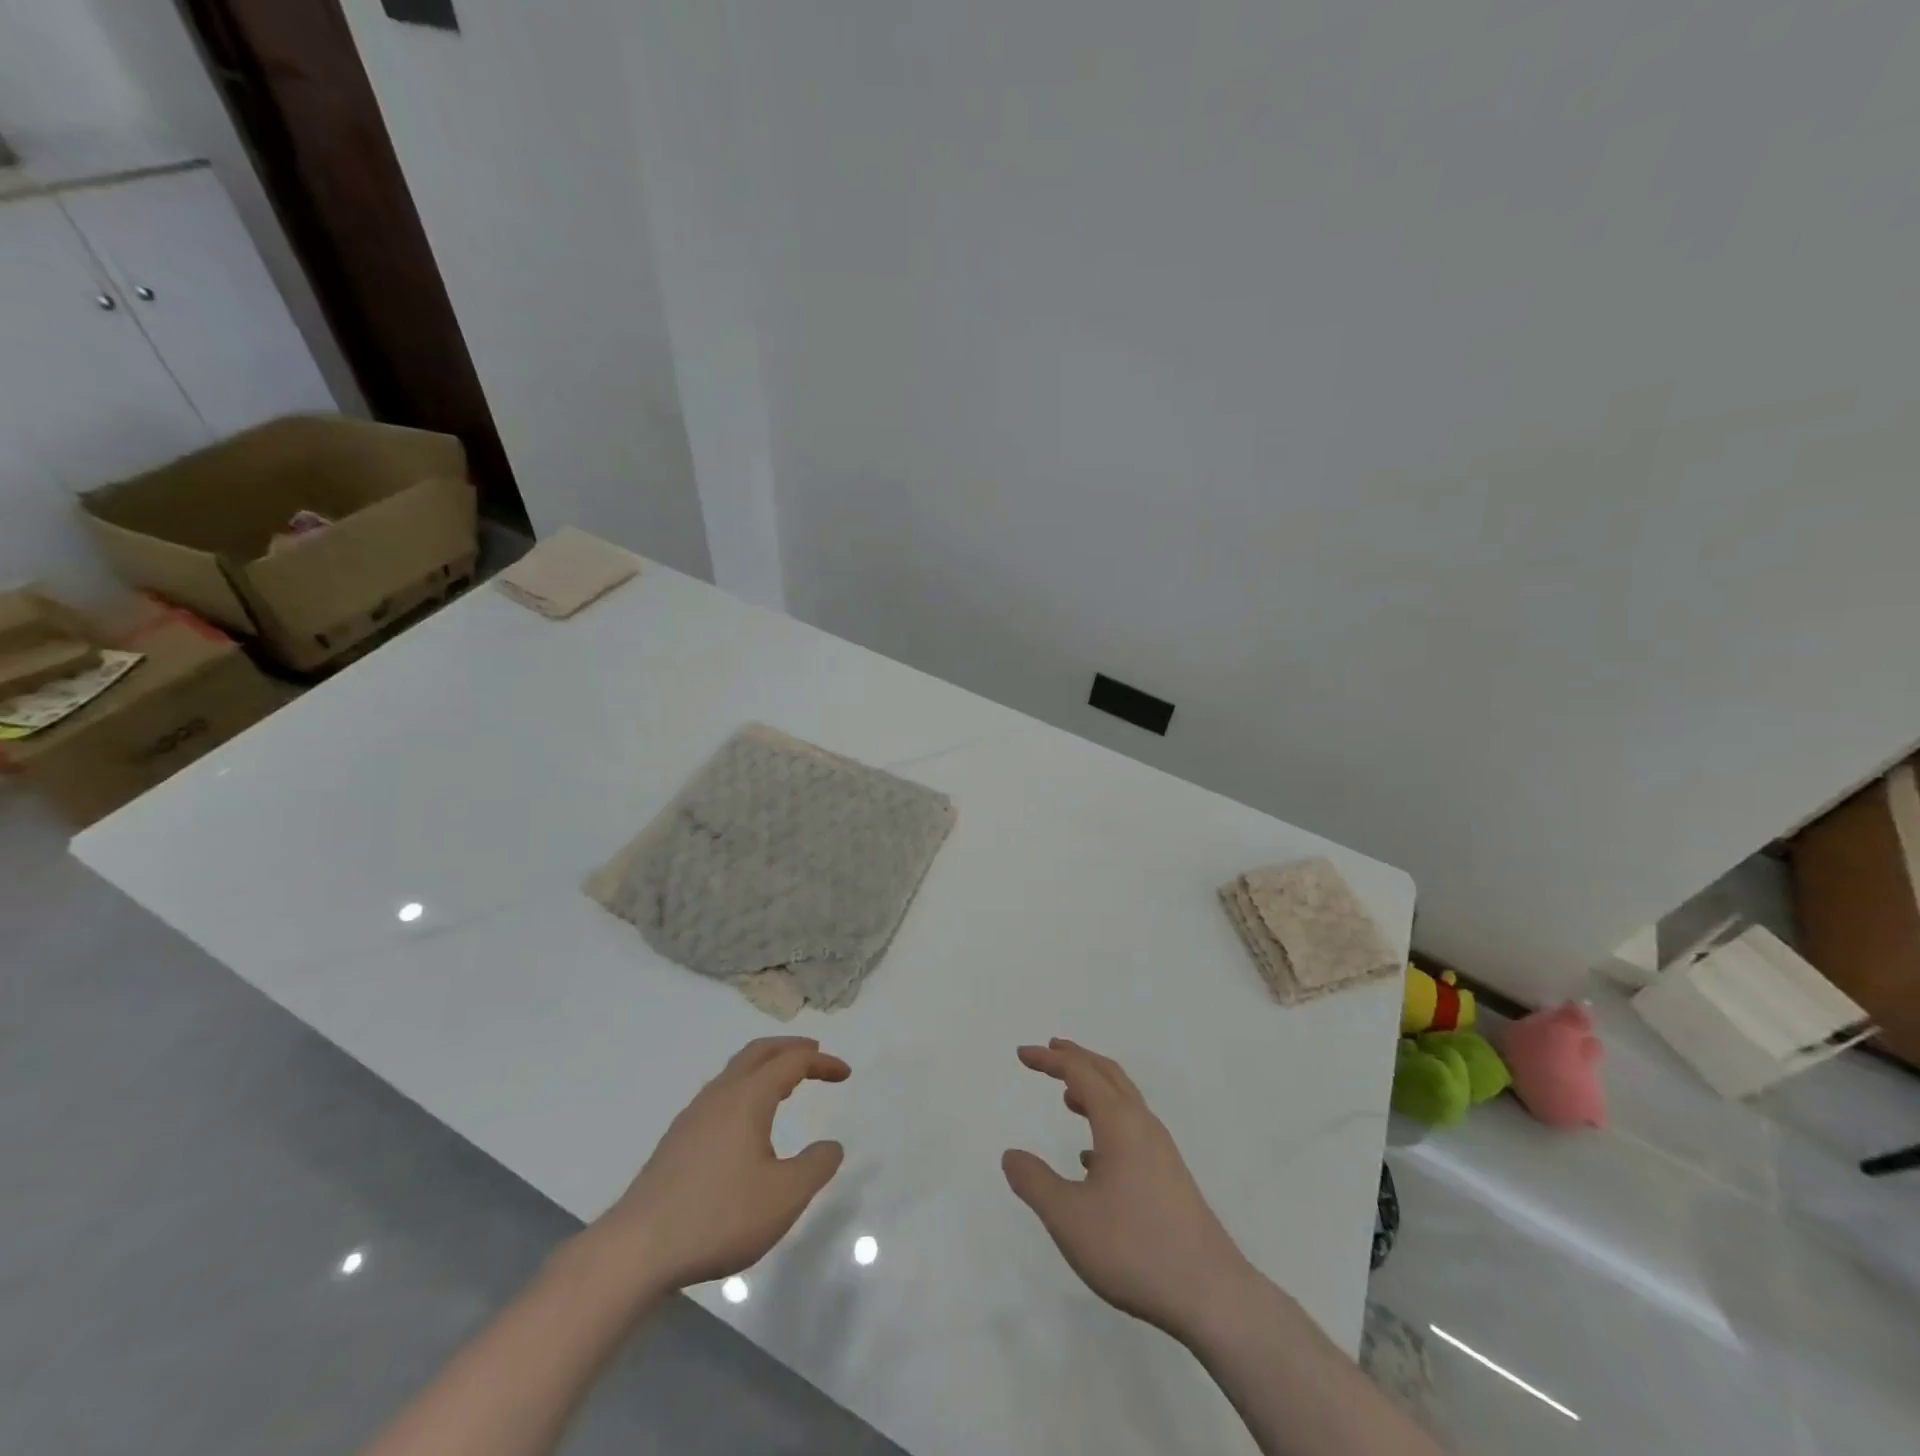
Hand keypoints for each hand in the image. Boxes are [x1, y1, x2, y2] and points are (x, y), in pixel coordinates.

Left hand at [588, 1036, 849, 1292]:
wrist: (637, 1249)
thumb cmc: (718, 1216)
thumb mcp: (784, 1197)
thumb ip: (816, 1167)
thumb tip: (832, 1146)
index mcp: (748, 1098)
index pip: (791, 1062)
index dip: (821, 1062)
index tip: (845, 1073)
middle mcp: (719, 1095)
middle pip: (758, 1053)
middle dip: (789, 1048)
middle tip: (814, 1052)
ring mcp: (693, 1117)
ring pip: (734, 1073)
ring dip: (764, 1067)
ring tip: (785, 1084)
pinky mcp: (677, 1141)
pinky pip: (720, 1095)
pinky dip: (745, 1089)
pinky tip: (746, 1124)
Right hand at [1003, 1038, 1252, 1341]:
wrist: (1211, 1295)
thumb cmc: (1134, 1248)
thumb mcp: (1069, 1218)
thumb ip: (1035, 1183)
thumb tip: (1011, 1155)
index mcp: (1119, 1123)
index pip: (1080, 1073)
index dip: (1049, 1060)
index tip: (1022, 1054)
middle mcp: (1143, 1126)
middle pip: (1108, 1075)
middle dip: (1077, 1059)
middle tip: (1050, 1050)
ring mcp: (1161, 1152)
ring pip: (1124, 1102)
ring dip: (1094, 1090)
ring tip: (1068, 1097)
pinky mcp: (1170, 1178)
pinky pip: (1133, 1131)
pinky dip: (1107, 1124)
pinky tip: (1092, 1158)